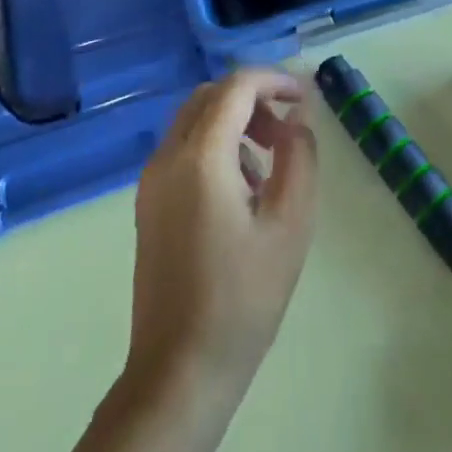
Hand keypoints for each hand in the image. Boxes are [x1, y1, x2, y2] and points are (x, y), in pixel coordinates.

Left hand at [127, 69, 318, 398]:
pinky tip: (240, 189)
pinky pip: (183, 148)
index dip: (274, 80)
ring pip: (194, 120)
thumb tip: (297, 118)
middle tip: (286, 132)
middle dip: (253, 99)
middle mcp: (167, 157)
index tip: (304, 98)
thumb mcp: (289, 224)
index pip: (236, 86)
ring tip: (268, 165)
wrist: (179, 371)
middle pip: (211, 96)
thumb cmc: (243, 297)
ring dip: (234, 121)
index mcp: (200, 156)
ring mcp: (151, 181)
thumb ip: (299, 157)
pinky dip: (214, 144)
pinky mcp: (148, 203)